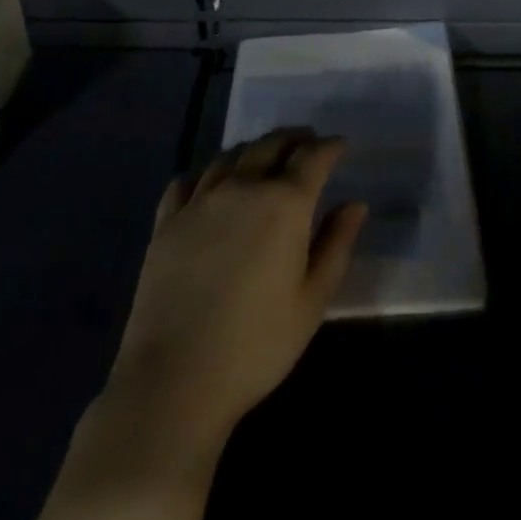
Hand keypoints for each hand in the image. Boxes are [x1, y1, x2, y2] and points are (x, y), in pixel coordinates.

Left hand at [104, 130, 367, 460]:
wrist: (174, 381)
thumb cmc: (257, 344)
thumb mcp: (313, 300)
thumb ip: (336, 244)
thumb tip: (355, 204)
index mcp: (285, 204)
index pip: (313, 158)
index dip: (330, 146)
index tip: (340, 145)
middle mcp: (242, 189)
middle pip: (270, 145)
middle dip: (294, 139)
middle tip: (307, 142)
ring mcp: (199, 203)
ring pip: (230, 157)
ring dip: (254, 149)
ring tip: (265, 156)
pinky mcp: (165, 224)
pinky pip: (186, 181)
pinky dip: (206, 173)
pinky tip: (210, 183)